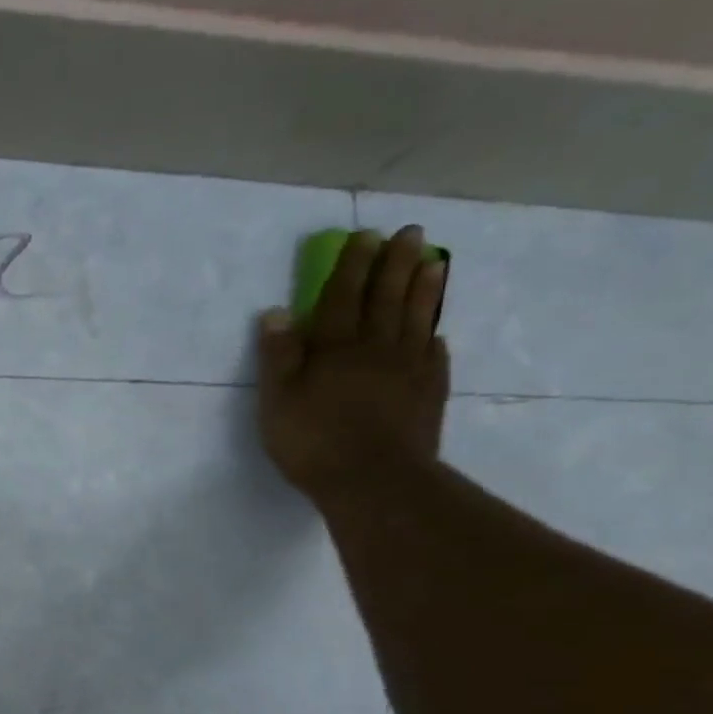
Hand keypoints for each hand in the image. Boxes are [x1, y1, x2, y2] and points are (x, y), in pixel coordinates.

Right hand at [257, 225, 451, 503]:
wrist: (373, 480)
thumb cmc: (313, 441)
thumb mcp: (277, 401)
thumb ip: (278, 356)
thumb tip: (277, 312)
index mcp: (335, 347)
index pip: (343, 295)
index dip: (352, 264)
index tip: (365, 235)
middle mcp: (375, 347)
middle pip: (387, 297)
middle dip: (396, 263)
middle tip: (411, 233)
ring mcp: (408, 368)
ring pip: (417, 318)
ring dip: (424, 287)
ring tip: (433, 262)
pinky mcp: (428, 392)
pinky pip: (433, 354)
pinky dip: (433, 336)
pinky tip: (435, 330)